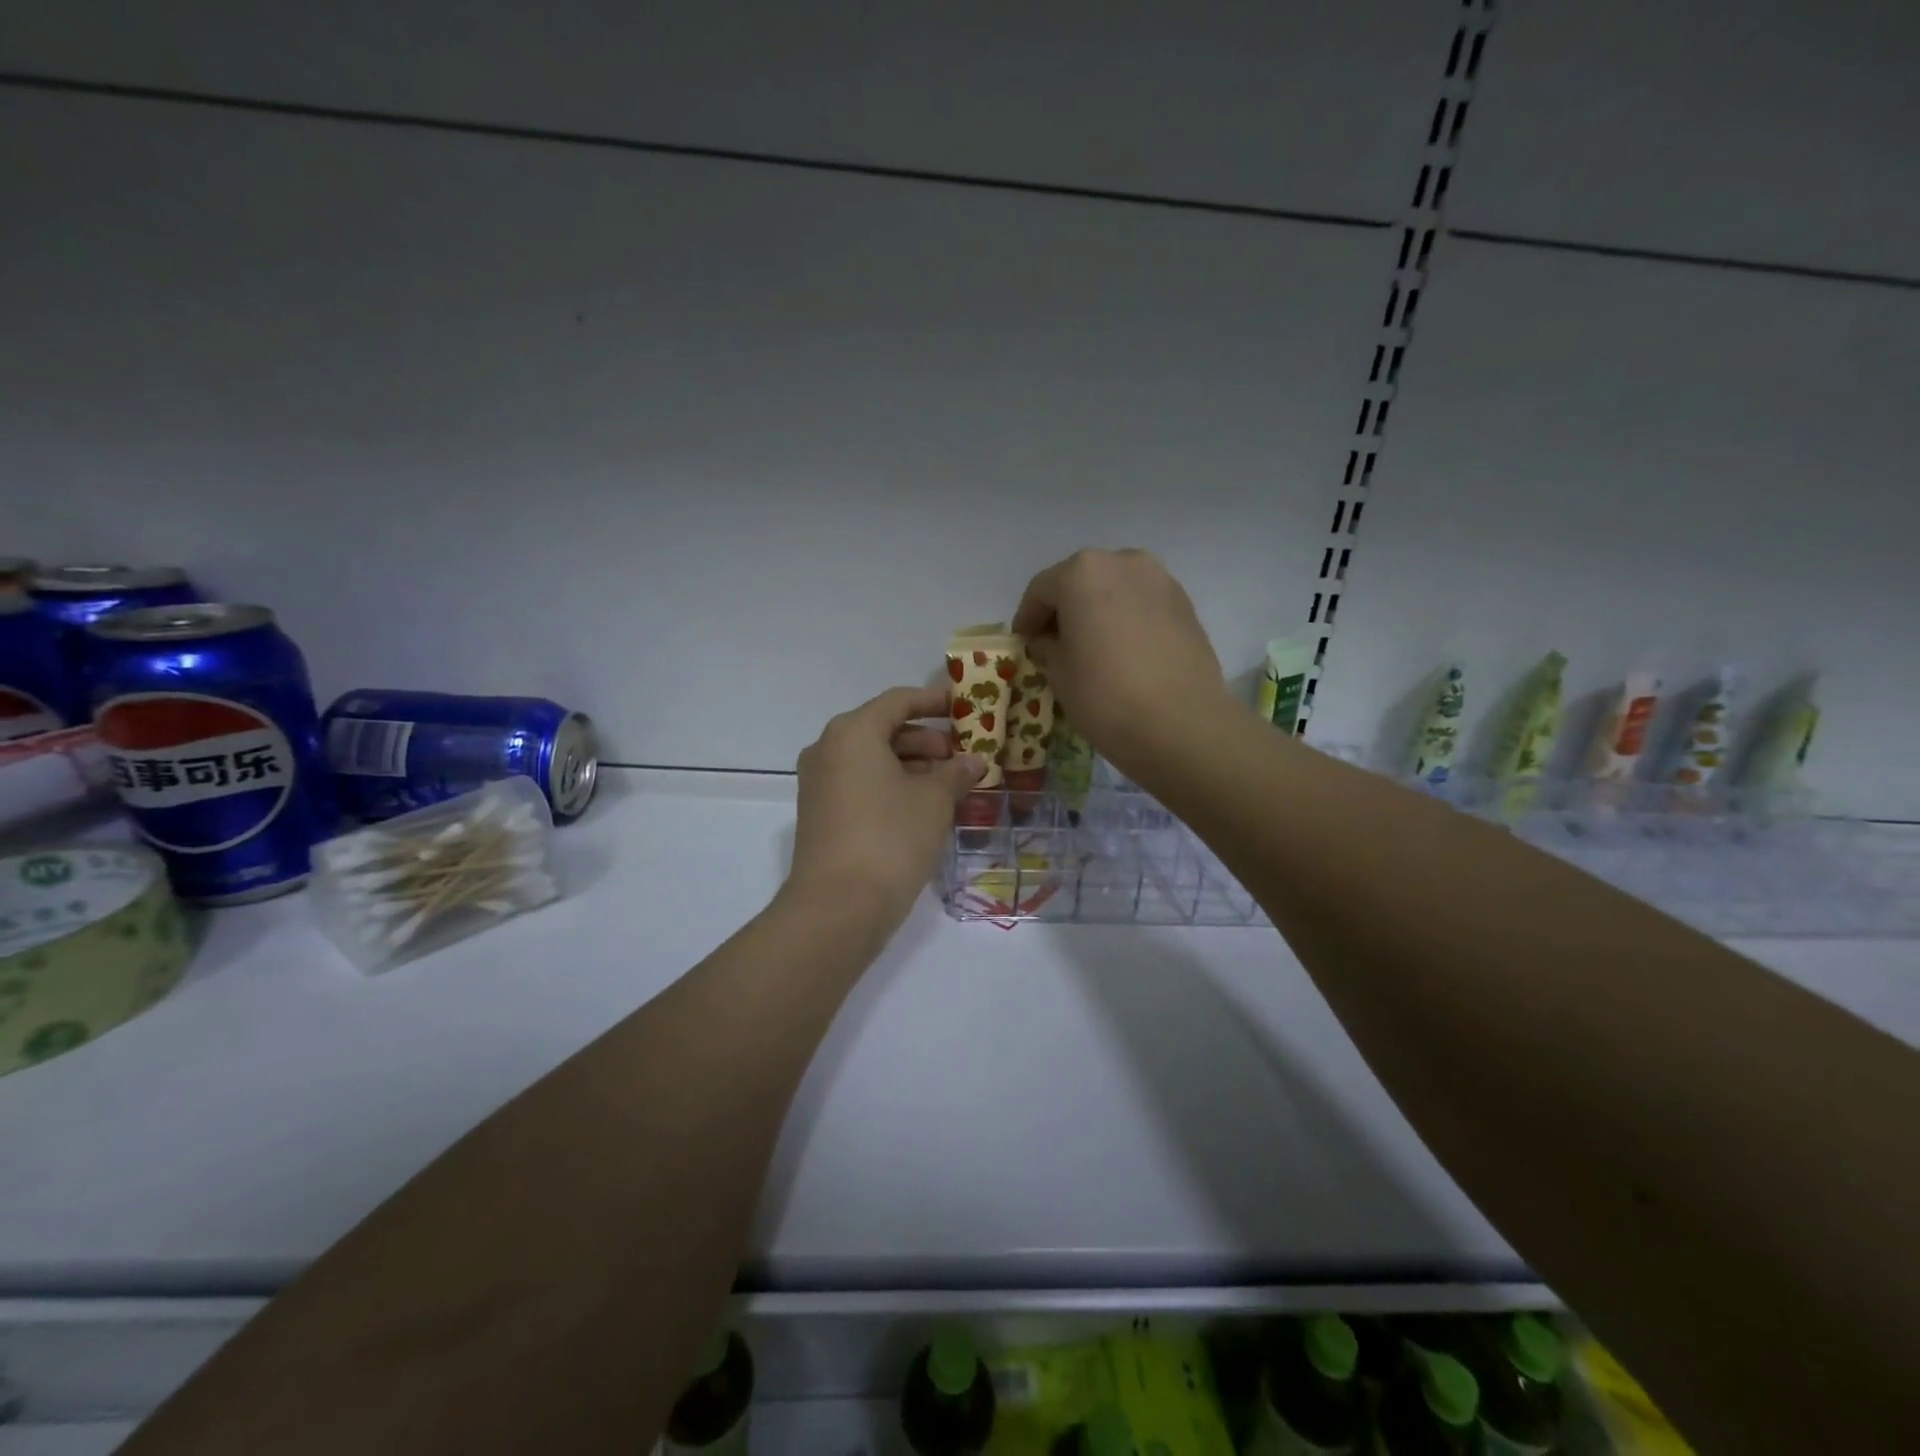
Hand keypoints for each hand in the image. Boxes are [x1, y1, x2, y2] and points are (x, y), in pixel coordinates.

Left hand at [786, 686, 986, 924]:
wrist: (838, 906)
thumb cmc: (891, 838)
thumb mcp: (934, 801)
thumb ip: (956, 774)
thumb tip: (973, 762)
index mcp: (853, 732)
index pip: (898, 701)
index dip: (934, 701)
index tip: (964, 708)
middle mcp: (828, 749)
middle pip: (883, 729)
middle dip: (926, 740)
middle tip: (961, 757)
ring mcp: (819, 783)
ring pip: (872, 759)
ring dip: (911, 766)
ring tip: (949, 785)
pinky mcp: (819, 813)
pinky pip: (860, 784)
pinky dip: (890, 785)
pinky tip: (922, 807)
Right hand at [1011, 549, 1234, 772]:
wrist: (1181, 724)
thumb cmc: (1105, 696)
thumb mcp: (1058, 672)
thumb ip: (1047, 646)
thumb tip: (1050, 640)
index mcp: (1082, 572)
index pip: (1041, 590)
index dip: (1027, 618)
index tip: (1023, 643)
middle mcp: (1123, 562)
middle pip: (1081, 581)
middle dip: (1065, 609)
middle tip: (1055, 643)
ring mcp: (1160, 580)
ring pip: (1115, 589)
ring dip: (1098, 611)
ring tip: (1092, 647)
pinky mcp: (1185, 603)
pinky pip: (1142, 603)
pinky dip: (1126, 619)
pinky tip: (1124, 651)